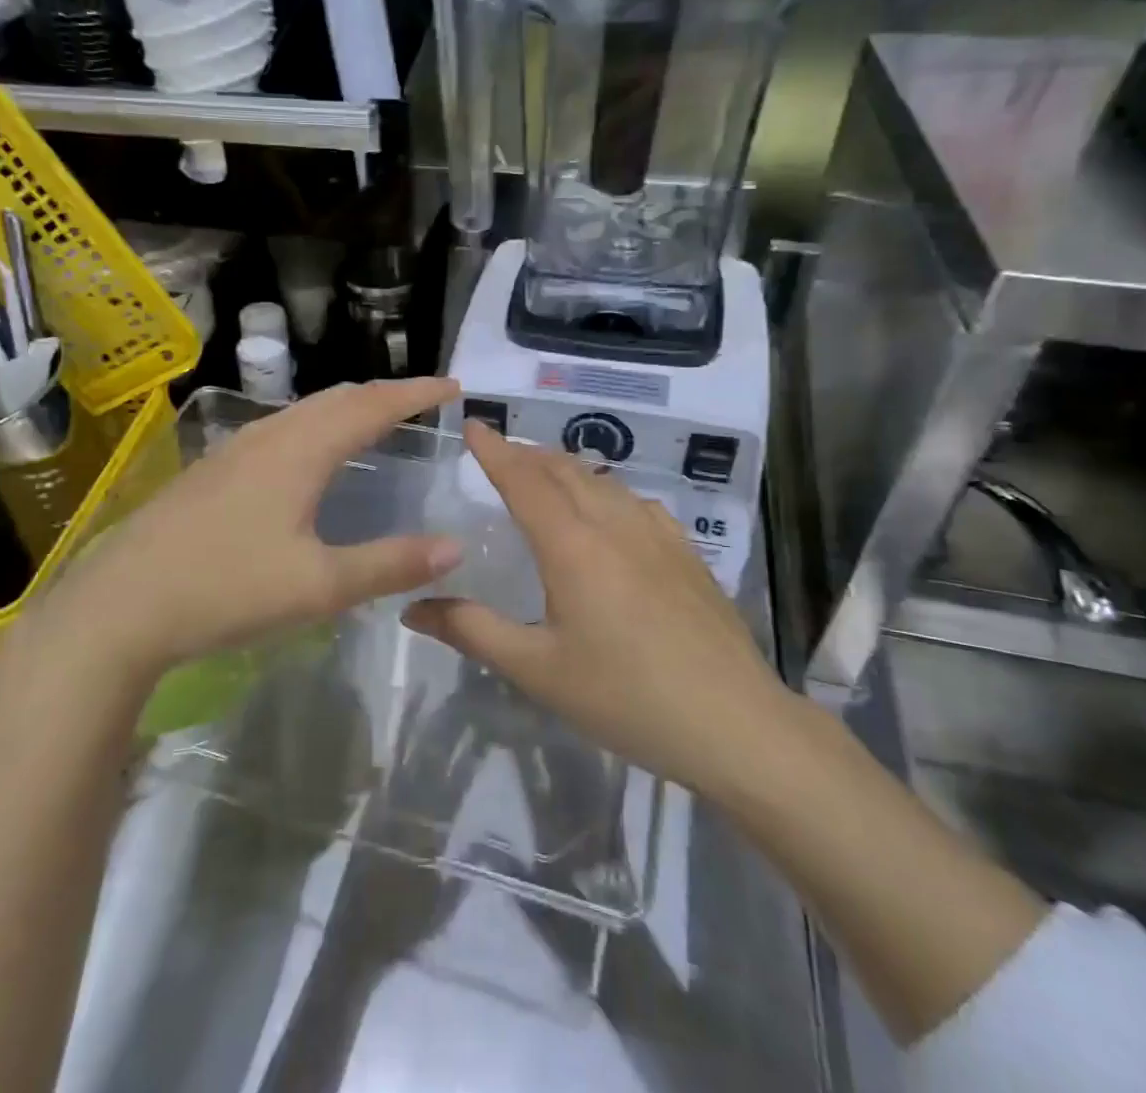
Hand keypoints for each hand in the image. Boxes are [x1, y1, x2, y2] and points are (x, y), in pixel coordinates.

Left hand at [28, 378, 463, 689]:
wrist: (119, 605)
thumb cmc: (226, 589)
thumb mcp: (318, 586)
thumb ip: (389, 564)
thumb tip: (454, 548)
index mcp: (301, 450)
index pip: (372, 405)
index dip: (415, 392)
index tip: (453, 386)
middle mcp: (270, 436)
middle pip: (338, 398)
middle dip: (384, 393)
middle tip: (421, 401)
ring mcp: (235, 450)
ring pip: (305, 410)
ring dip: (348, 407)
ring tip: (375, 420)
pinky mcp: (214, 470)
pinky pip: (282, 428)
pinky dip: (317, 425)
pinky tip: (310, 455)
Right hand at [404, 423, 797, 800]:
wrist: (732, 722)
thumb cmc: (624, 696)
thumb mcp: (537, 670)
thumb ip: (472, 631)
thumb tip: (412, 608)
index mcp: (572, 545)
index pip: (525, 479)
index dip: (495, 450)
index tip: (474, 423)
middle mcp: (614, 524)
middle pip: (564, 470)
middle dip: (527, 454)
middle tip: (500, 452)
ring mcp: (657, 534)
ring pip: (603, 481)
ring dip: (566, 468)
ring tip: (545, 473)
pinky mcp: (686, 552)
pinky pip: (636, 502)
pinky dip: (607, 490)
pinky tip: (610, 511)